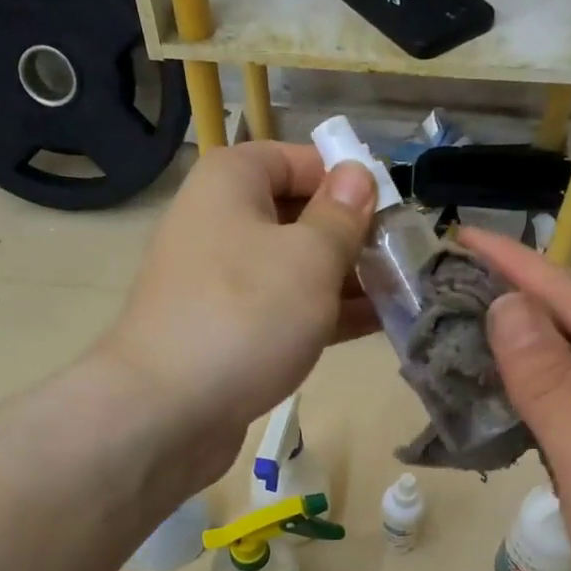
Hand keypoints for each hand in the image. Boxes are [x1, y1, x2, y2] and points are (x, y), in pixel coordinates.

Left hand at [97, 141, 376, 480]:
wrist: (166, 411)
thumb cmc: (245, 315)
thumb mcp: (309, 258)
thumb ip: (341, 215)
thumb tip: (357, 174)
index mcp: (231, 183)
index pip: (297, 159)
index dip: (346, 179)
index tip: (391, 209)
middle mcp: (218, 222)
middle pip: (297, 214)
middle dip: (352, 236)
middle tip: (404, 258)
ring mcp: (219, 281)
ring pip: (293, 268)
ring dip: (344, 279)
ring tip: (401, 293)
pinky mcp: (225, 330)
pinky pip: (281, 309)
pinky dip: (322, 313)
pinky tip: (372, 325)